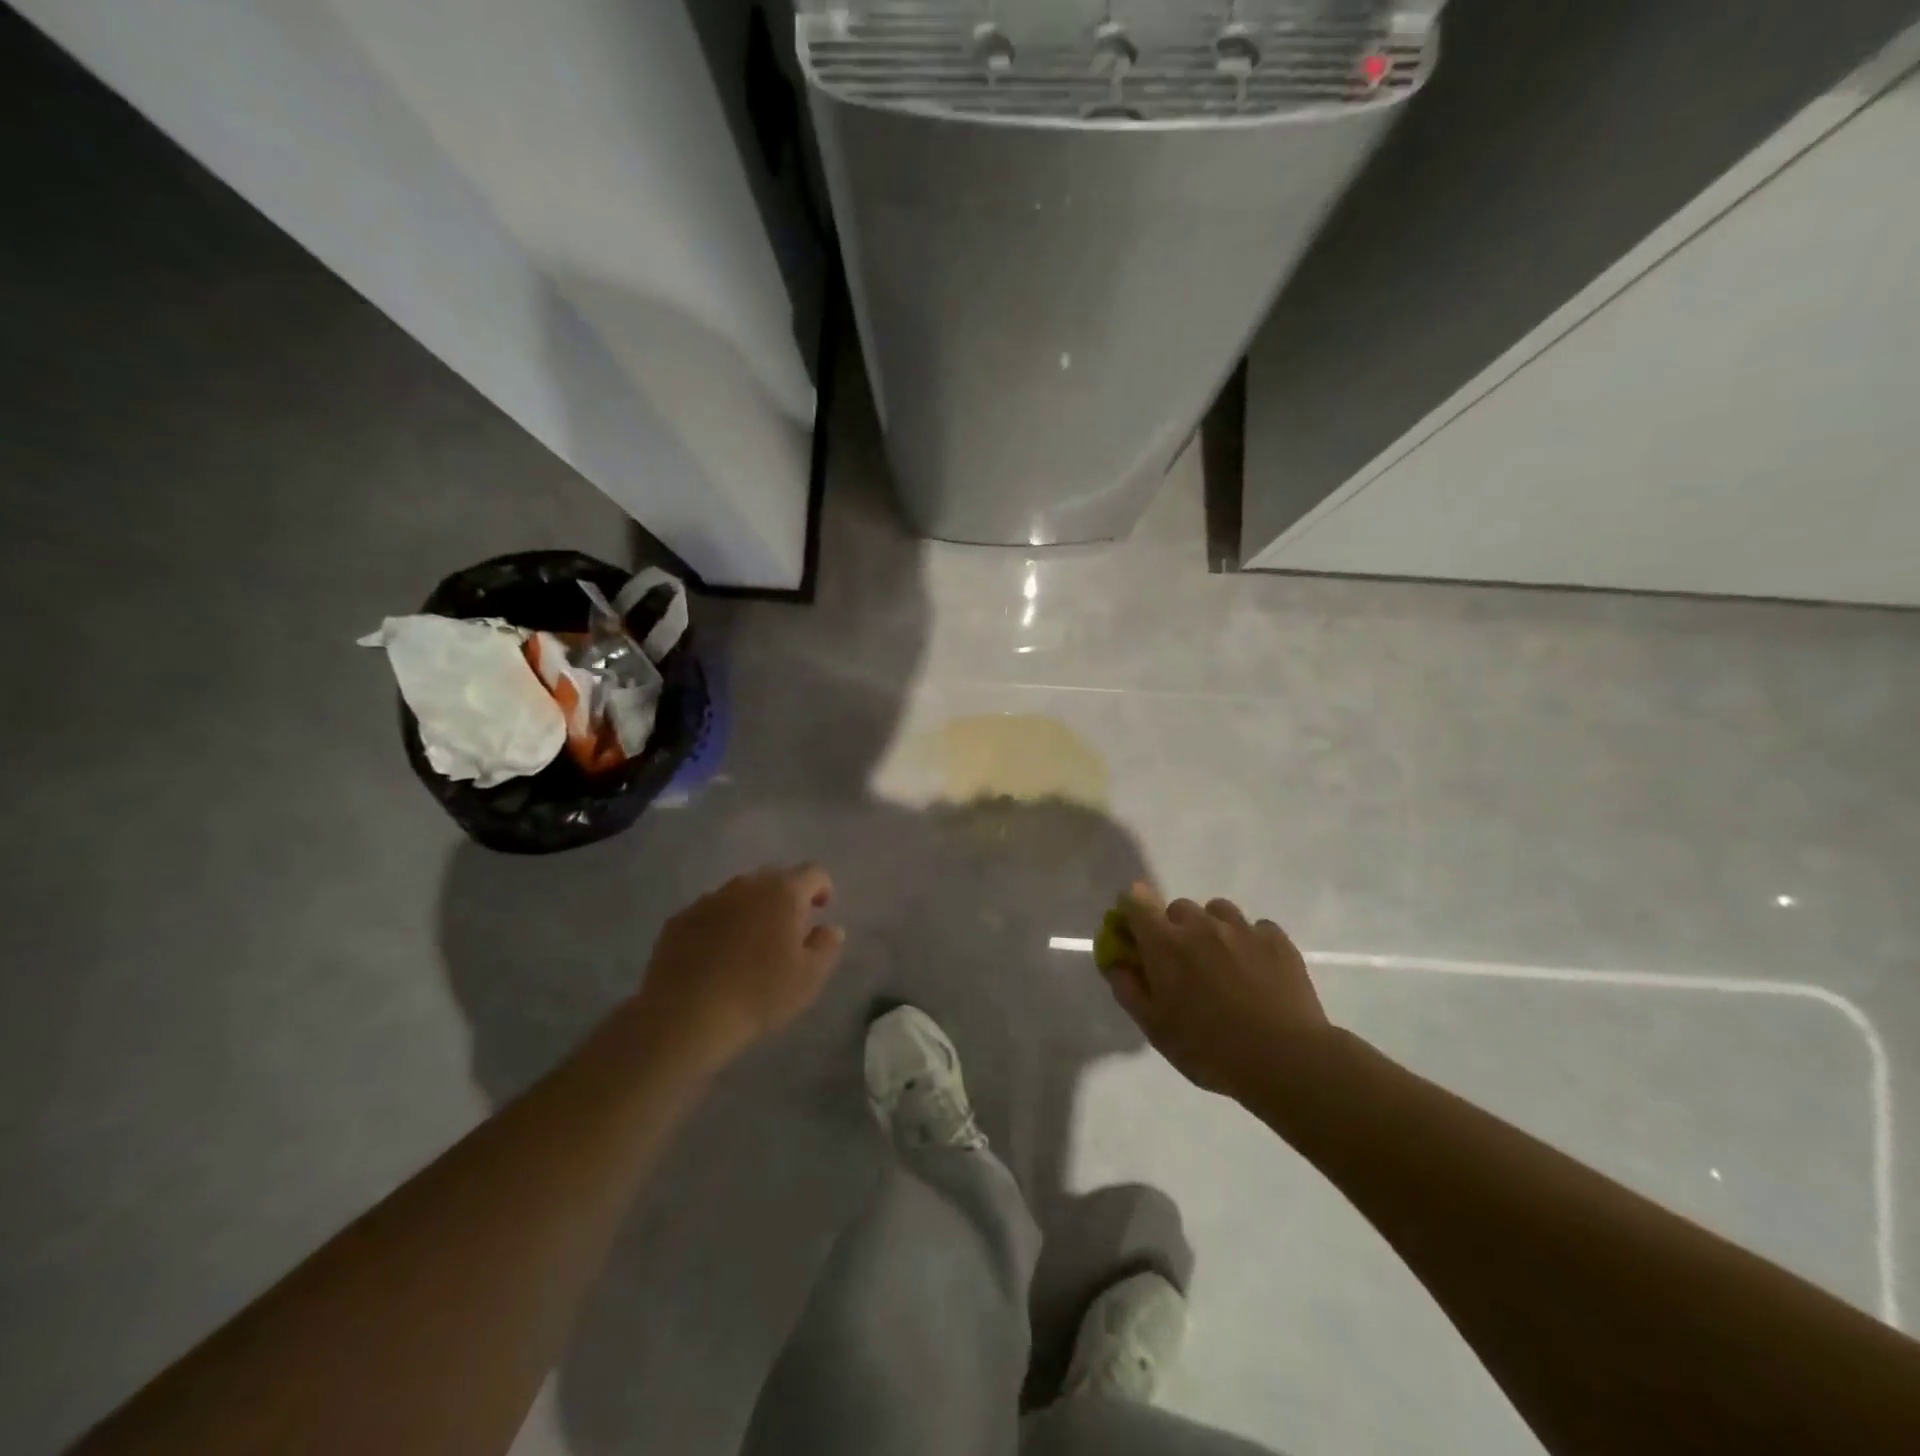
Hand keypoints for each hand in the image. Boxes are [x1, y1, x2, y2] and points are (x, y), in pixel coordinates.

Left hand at [633, 865, 844, 1071]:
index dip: (822, 889)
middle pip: (775, 878)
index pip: (814, 872)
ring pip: (739, 894)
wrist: (685, 1016)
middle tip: (788, 930)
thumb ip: (826, 945)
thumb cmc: (758, 994)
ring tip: (750, 945)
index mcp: (783, 893)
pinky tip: (716, 957)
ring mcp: (708, 900)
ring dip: (751, 910)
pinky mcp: (679, 920)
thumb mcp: (810, 977)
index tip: (820, 912)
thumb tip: (829, 928)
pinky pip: (709, 913)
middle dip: (786, 897)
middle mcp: (746, 885)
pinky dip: (719, 925)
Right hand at [1101, 883, 1330, 1101]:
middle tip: (1183, 964)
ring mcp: (1241, 928)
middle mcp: (1200, 925)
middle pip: (1178, 907)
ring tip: (1223, 963)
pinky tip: (1257, 971)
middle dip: (1174, 928)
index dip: (1132, 909)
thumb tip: (1114, 962)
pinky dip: (1250, 941)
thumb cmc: (1209, 1048)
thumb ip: (1128, 989)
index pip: (1136, 900)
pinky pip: (1255, 927)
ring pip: (1217, 911)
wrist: (1285, 1059)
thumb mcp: (1156, 1028)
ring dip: (1212, 928)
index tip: (1135, 931)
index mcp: (1164, 943)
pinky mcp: (1276, 939)